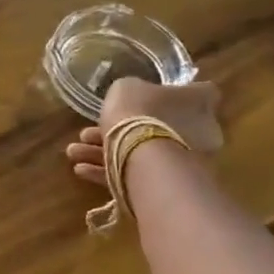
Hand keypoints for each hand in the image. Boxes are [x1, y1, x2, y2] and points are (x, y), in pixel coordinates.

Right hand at [66, 79, 223, 186]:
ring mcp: (184, 161)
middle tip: (89, 131)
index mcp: (198, 102)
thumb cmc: (141, 111)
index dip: (176, 93)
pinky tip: (81, 169)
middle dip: (123, 129)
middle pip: (159, 127)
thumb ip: (133, 91)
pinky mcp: (166, 185)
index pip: (200, 92)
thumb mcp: (128, 87)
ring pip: (139, 152)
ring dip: (105, 152)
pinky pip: (133, 174)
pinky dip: (107, 172)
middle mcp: (199, 132)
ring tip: (74, 152)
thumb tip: (135, 95)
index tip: (151, 95)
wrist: (144, 155)